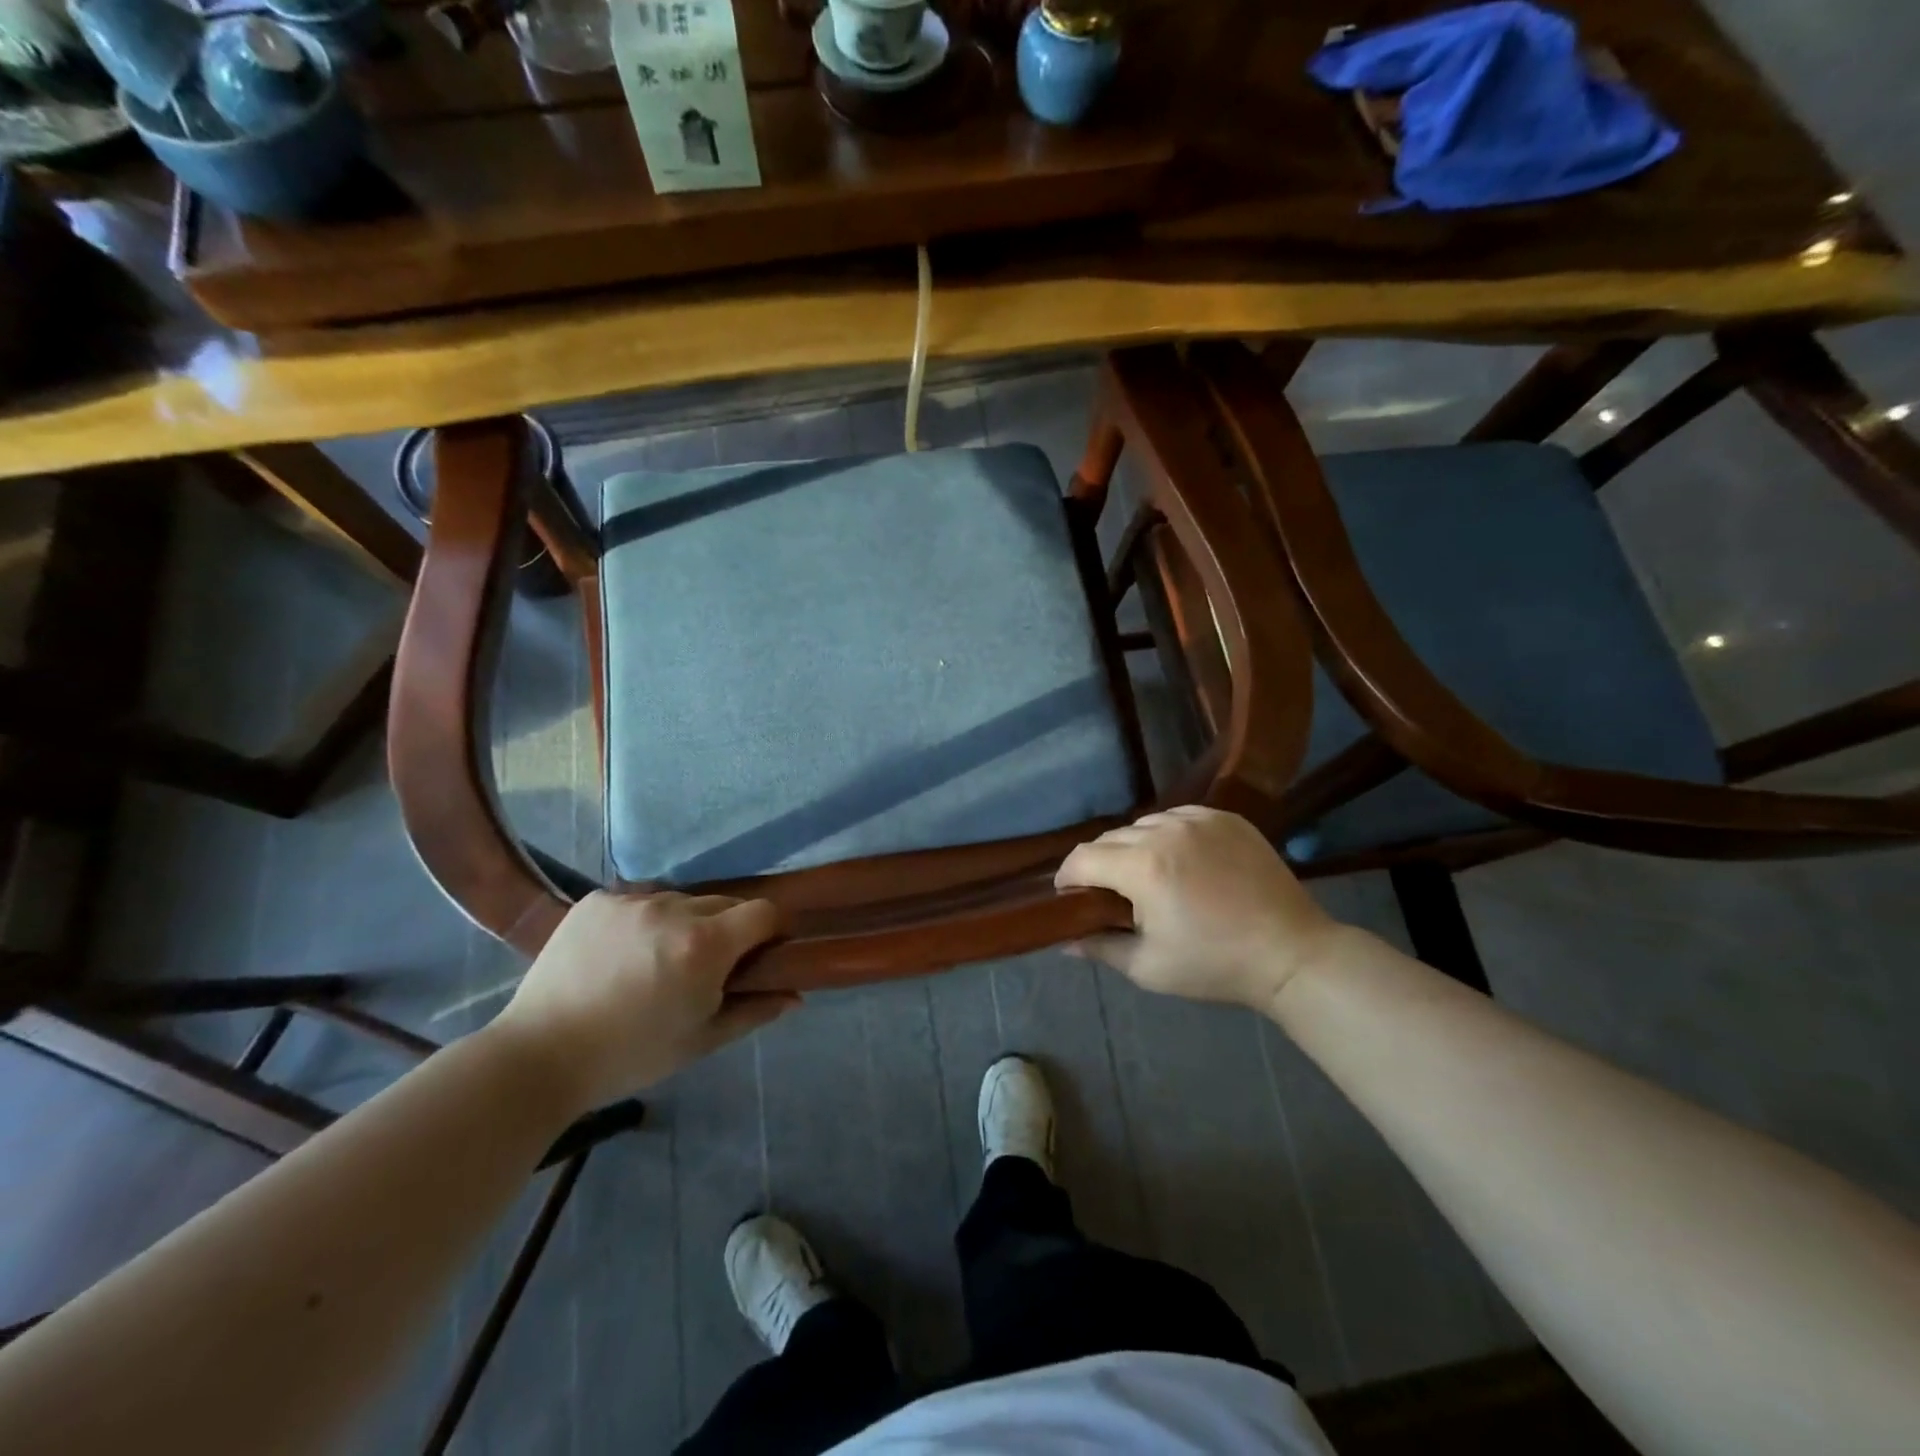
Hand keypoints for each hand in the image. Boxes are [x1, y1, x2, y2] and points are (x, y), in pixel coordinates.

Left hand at [492, 891, 797, 1111]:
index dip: (772, 929)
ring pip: (680, 901)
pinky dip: (643, 921)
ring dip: (684, 923)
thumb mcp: (701, 1040)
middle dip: (728, 930)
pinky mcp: (597, 900)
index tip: (764, 951)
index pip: (764, 912)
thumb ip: (754, 1011)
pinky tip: (622, 953)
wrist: (538, 1056)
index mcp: (705, 945)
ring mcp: (631, 900)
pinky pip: (639, 901)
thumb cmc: (630, 1056)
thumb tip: (795, 996)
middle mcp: (673, 910)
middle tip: (707, 967)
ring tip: (657, 961)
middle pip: (724, 904)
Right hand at [1055, 806, 1338, 1012]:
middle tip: (1111, 895)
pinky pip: (1179, 817)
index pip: (1082, 858)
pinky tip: (1181, 861)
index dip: (1067, 878)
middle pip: (1110, 838)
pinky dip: (1168, 835)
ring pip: (1144, 824)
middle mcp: (1166, 831)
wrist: (1291, 953)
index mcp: (1143, 867)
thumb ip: (1100, 947)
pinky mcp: (1226, 817)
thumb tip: (1065, 940)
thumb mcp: (1148, 967)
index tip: (1070, 897)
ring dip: (1134, 847)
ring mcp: (1199, 819)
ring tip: (1149, 876)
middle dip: (1101, 865)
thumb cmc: (1214, 965)